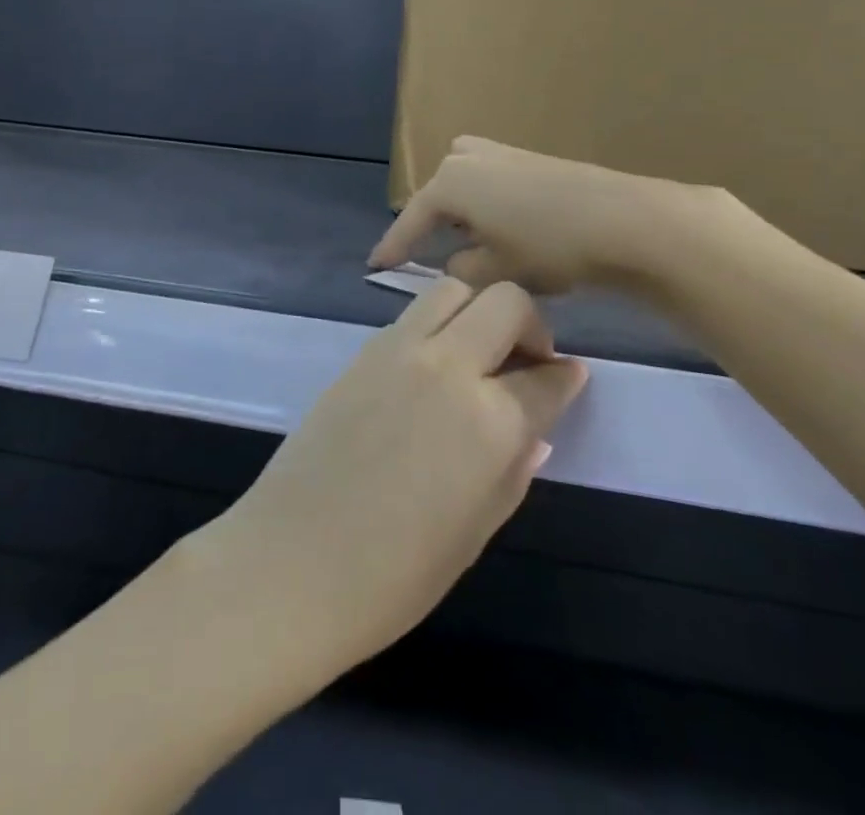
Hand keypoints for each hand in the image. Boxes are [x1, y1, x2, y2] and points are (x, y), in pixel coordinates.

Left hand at [199, 279, 587, 669]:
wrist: (293, 560)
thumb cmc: (395, 574)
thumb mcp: (476, 530)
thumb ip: (512, 470)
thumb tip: (534, 431)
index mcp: (490, 420)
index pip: (546, 379)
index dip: (566, 378)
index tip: (571, 377)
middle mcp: (448, 366)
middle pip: (506, 302)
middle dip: (530, 324)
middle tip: (527, 360)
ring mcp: (399, 350)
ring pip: (453, 290)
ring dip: (478, 309)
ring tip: (478, 351)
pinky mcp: (361, 351)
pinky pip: (411, 316)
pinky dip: (436, 325)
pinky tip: (432, 366)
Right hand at [372, 136, 726, 295]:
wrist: (624, 220)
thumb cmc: (549, 247)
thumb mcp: (495, 272)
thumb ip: (460, 272)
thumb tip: (455, 265)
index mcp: (449, 183)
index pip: (412, 220)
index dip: (394, 247)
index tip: (375, 267)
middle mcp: (466, 157)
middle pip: (437, 194)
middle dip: (431, 223)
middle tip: (428, 254)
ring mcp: (500, 151)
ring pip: (464, 182)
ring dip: (461, 209)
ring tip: (470, 240)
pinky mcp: (528, 156)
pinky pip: (489, 178)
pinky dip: (486, 201)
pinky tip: (504, 225)